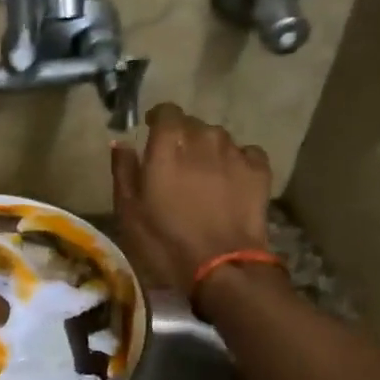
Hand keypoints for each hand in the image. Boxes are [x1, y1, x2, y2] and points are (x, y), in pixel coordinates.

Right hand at [111, 103, 273, 288]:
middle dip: (183, 135)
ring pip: (219, 138)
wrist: (223, 267)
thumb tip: (120, 143)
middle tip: (176, 160)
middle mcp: (202, 141)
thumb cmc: (165, 242)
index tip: (152, 130)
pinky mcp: (259, 171)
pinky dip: (237, 159)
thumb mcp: (129, 212)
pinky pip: (246, 153)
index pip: (166, 112)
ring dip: (209, 148)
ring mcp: (234, 154)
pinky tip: (231, 178)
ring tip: (204, 172)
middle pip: (193, 124)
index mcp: (167, 147)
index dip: (159, 118)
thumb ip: (123, 172)